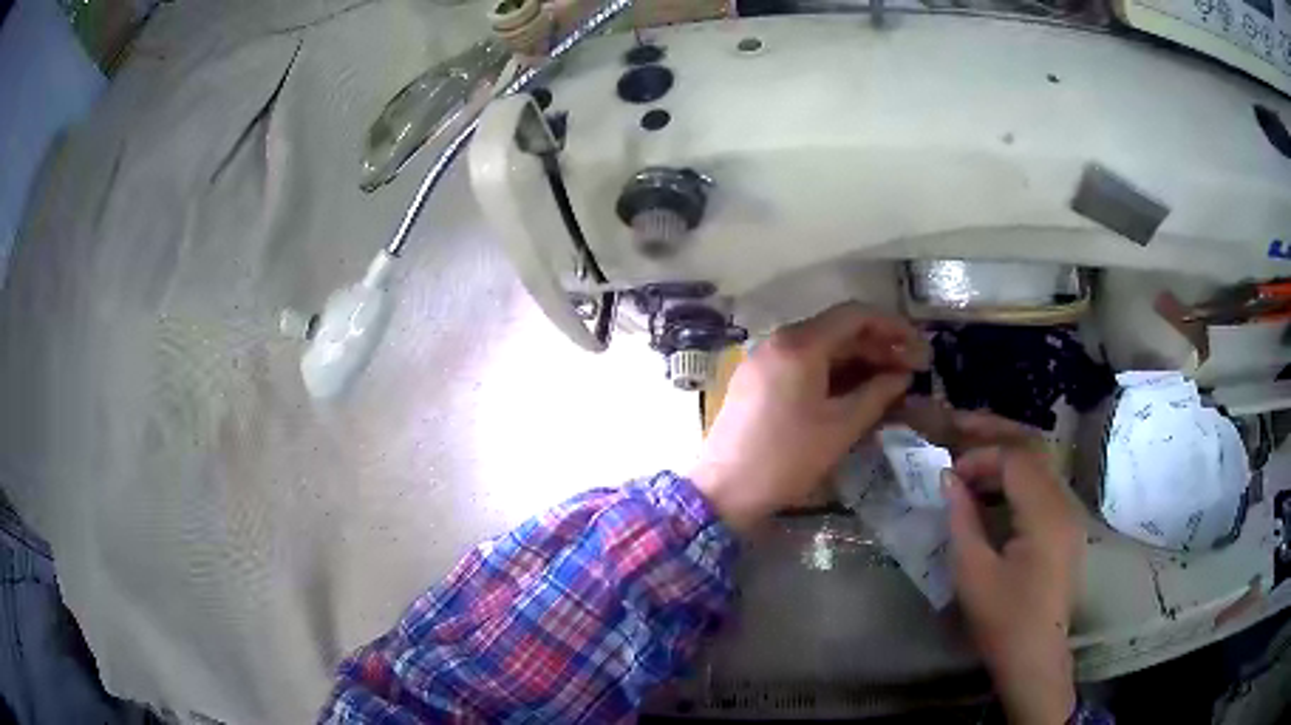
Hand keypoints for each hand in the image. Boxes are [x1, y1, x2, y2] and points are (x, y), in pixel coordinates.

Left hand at [691, 303, 928, 530]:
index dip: (893, 326)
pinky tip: (855, 392)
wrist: (724, 491)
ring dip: (857, 362)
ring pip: (820, 349)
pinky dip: (832, 374)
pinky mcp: (757, 380)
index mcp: (799, 344)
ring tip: (890, 383)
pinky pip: (802, 365)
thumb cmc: (787, 458)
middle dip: (878, 347)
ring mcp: (764, 359)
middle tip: (912, 370)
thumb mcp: (841, 427)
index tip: (919, 347)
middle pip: (838, 330)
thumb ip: (878, 394)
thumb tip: (902, 376)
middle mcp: (778, 341)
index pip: (855, 315)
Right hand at [943, 434, 1084, 724]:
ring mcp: (1070, 514)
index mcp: (1045, 515)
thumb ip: (962, 518)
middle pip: (1033, 449)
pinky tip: (995, 490)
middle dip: (995, 435)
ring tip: (972, 460)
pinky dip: (1017, 477)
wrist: (1035, 656)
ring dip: (1006, 455)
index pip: (1016, 459)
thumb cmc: (1002, 619)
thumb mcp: (973, 572)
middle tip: (958, 427)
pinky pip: (1044, 485)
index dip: (980, 456)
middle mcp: (1065, 504)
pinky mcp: (1067, 526)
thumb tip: (949, 478)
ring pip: (1040, 463)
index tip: (949, 474)